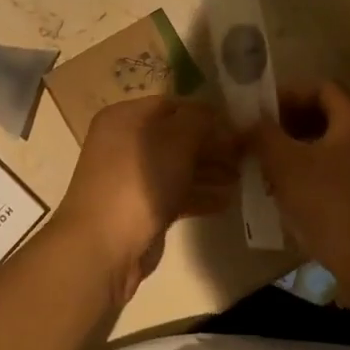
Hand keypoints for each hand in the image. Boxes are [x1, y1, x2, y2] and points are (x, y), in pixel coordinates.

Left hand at [54, 97, 238, 304]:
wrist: (104, 244)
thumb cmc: (139, 180)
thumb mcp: (175, 140)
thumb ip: (199, 121)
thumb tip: (215, 114)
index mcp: (124, 117)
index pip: (171, 106)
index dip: (205, 114)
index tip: (237, 126)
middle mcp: (124, 142)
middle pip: (175, 137)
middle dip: (211, 145)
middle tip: (245, 155)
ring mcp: (131, 177)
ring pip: (177, 167)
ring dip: (209, 171)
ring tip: (242, 178)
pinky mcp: (140, 208)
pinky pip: (174, 193)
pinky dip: (198, 195)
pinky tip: (226, 201)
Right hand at [250, 82, 349, 286]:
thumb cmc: (332, 205)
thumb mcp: (286, 165)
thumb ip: (263, 135)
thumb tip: (247, 121)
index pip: (322, 88)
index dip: (288, 94)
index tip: (259, 113)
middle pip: (326, 116)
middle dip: (288, 125)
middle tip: (259, 141)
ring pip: (330, 147)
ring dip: (297, 153)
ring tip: (268, 171)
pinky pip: (339, 173)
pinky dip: (312, 175)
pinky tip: (290, 197)